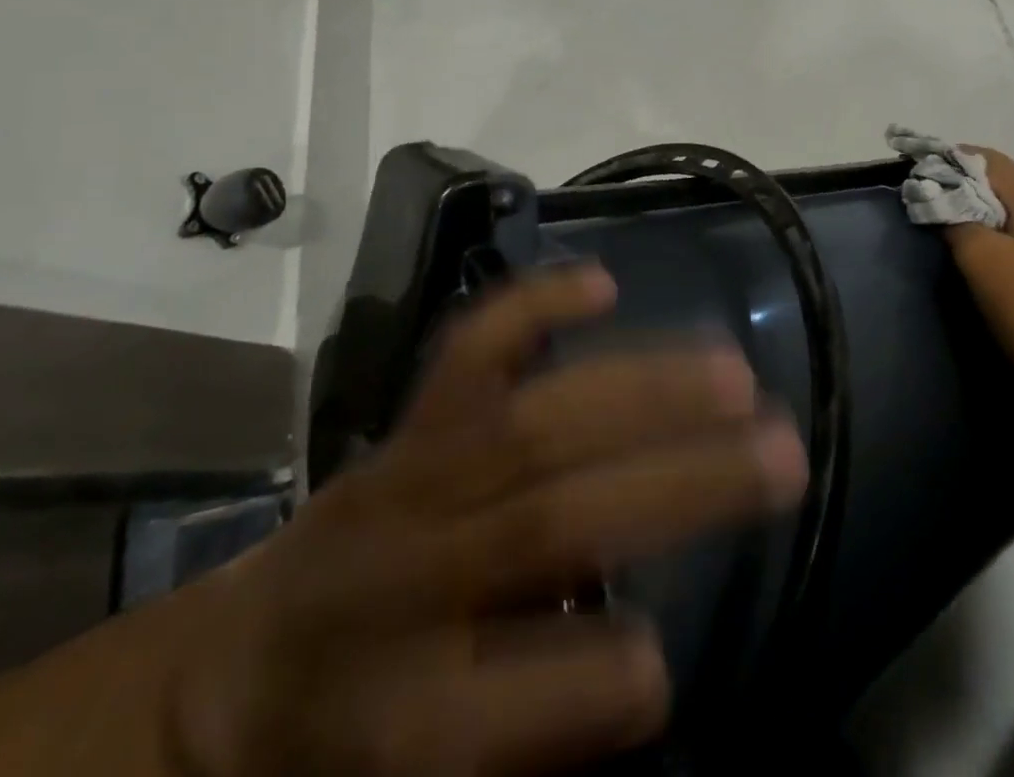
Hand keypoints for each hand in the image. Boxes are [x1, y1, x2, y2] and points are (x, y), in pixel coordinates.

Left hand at [165, 265, 807, 776]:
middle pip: (548, 520)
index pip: (508, 700)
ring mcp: (410, 477)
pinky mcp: (412, 422)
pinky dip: (534, 305)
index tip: (662, 663)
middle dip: (676, 484)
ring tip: (734, 373)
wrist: (231, 674)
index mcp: (395, 713)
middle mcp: (404, 576)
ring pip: (533, 421)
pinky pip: (469, 350)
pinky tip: (603, 282)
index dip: (598, 682)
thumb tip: (646, 656)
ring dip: (644, 390)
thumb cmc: (347, 742)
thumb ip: (534, 729)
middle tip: (782, 452)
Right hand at [945, 149, 1013, 384]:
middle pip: (1012, 184)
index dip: (952, 162)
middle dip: (975, 192)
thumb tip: (944, 201)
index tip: (924, 177)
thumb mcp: (981, 264)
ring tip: (977, 241)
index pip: (987, 159)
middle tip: (943, 212)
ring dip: (1003, 219)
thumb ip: (957, 222)